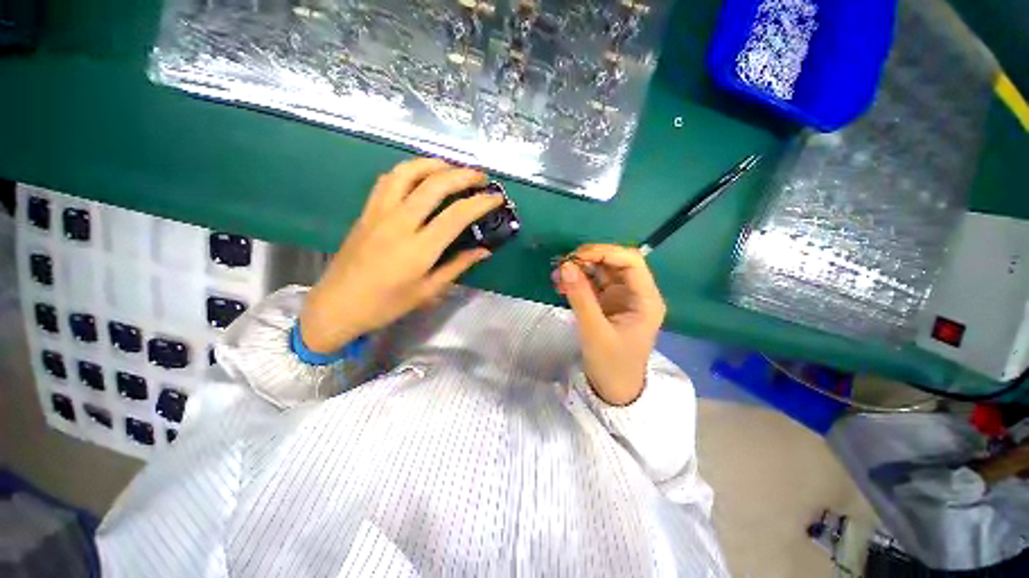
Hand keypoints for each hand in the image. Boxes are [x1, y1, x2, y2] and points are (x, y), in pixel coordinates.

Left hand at [300, 158, 503, 352]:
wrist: (338, 305)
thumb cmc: (387, 304)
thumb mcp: (429, 291)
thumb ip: (458, 266)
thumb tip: (484, 250)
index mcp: (419, 249)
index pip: (456, 215)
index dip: (481, 202)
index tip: (497, 198)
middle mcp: (399, 224)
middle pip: (434, 185)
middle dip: (462, 175)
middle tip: (480, 177)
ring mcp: (379, 213)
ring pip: (407, 173)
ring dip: (433, 164)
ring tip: (452, 167)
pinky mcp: (366, 211)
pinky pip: (388, 180)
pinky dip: (409, 170)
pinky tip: (420, 175)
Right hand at [553, 244, 665, 405]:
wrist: (613, 390)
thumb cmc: (612, 364)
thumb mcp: (595, 332)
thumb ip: (580, 297)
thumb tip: (566, 266)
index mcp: (646, 299)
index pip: (631, 262)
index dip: (605, 253)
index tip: (577, 256)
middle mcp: (636, 293)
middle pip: (615, 263)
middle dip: (589, 259)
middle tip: (563, 264)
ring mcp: (621, 297)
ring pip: (601, 271)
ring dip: (580, 269)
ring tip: (557, 274)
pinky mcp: (607, 303)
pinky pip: (592, 284)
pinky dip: (577, 281)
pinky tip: (561, 284)